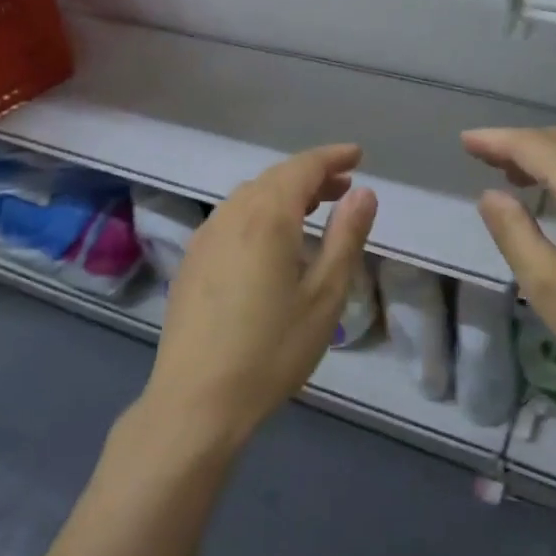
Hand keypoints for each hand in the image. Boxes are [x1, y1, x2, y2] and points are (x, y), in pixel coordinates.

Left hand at [144, 144, 378, 448]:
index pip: (302, 168)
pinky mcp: (192, 260)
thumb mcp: (324, 296)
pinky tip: (272, 240)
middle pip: (274, 178)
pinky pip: (232, 218)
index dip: (332, 157)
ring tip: (313, 209)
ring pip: (250, 196)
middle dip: (311, 175)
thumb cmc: (271, 350)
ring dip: (284, 193)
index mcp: (266, 217)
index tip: (357, 156)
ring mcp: (206, 237)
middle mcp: (231, 215)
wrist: (196, 399)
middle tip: (344, 186)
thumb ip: (345, 238)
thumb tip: (363, 192)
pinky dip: (260, 212)